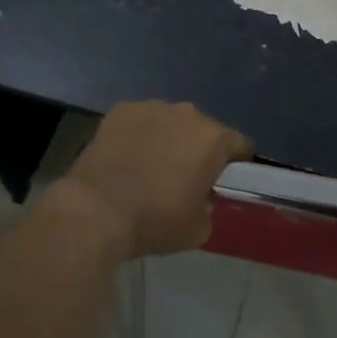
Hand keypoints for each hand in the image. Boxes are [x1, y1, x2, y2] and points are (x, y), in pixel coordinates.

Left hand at [58, 101, 252, 257]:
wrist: (96, 210)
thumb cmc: (155, 220)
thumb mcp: (198, 230)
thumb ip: (209, 207)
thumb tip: (201, 198)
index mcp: (213, 139)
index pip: (240, 145)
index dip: (236, 164)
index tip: (222, 182)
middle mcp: (187, 113)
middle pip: (203, 130)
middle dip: (198, 149)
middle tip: (183, 177)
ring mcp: (151, 107)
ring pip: (170, 122)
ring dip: (168, 139)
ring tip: (150, 166)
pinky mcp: (120, 110)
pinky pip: (140, 122)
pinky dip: (138, 135)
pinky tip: (126, 157)